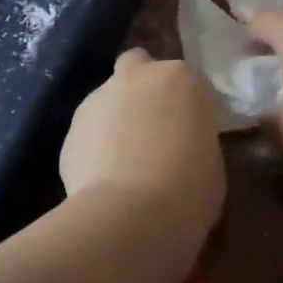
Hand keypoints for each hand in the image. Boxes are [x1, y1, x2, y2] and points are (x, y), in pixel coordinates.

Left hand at [59, 49, 226, 236]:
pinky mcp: (71, 128)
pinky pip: (89, 131)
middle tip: (152, 125)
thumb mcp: (211, 160)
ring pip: (108, 97)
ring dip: (116, 117)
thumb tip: (180, 144)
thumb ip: (194, 137)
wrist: (131, 216)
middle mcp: (138, 76)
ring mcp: (99, 98)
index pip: (188, 80)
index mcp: (182, 78)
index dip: (187, 104)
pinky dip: (95, 146)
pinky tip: (103, 178)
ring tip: (124, 160)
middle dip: (143, 86)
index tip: (191, 130)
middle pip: (138, 66)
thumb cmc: (189, 189)